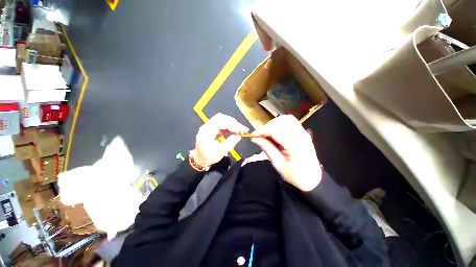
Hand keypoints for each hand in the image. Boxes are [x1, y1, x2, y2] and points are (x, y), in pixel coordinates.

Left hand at [193, 113, 248, 167]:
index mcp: (207, 130)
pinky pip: (221, 125)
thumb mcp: (220, 151)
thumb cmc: (208, 157)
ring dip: (231, 124)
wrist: (199, 161)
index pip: (221, 121)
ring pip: (222, 120)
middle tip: (241, 128)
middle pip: (221, 118)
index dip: (233, 124)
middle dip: (233, 122)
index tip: (243, 129)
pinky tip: (234, 130)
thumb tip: (239, 135)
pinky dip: (228, 126)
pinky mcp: (212, 130)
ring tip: (239, 129)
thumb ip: (231, 142)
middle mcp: (207, 126)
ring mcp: (209, 127)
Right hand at [251, 115, 321, 191]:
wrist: (311, 179)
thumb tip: (255, 139)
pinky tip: (276, 132)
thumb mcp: (278, 164)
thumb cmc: (294, 175)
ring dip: (275, 123)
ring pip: (288, 119)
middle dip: (269, 126)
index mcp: (294, 146)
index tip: (254, 135)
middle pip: (283, 121)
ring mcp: (303, 134)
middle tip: (261, 135)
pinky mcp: (303, 134)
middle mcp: (300, 136)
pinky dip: (281, 124)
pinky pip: (291, 123)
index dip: (263, 131)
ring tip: (268, 132)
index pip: (276, 131)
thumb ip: (267, 148)